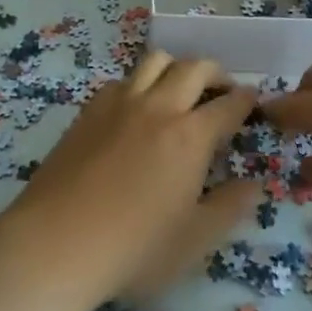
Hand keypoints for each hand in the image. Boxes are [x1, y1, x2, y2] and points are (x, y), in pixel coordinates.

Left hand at [0, 52, 259, 303]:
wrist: (56, 243)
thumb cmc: (134, 249)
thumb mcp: (194, 240)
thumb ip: (230, 207)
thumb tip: (255, 183)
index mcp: (190, 136)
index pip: (228, 104)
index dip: (246, 100)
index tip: (253, 100)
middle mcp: (159, 107)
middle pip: (195, 67)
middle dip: (217, 73)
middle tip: (223, 90)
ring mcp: (120, 104)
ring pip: (155, 61)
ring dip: (176, 67)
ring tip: (180, 88)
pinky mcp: (89, 110)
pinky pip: (122, 80)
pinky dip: (139, 83)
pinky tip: (136, 107)